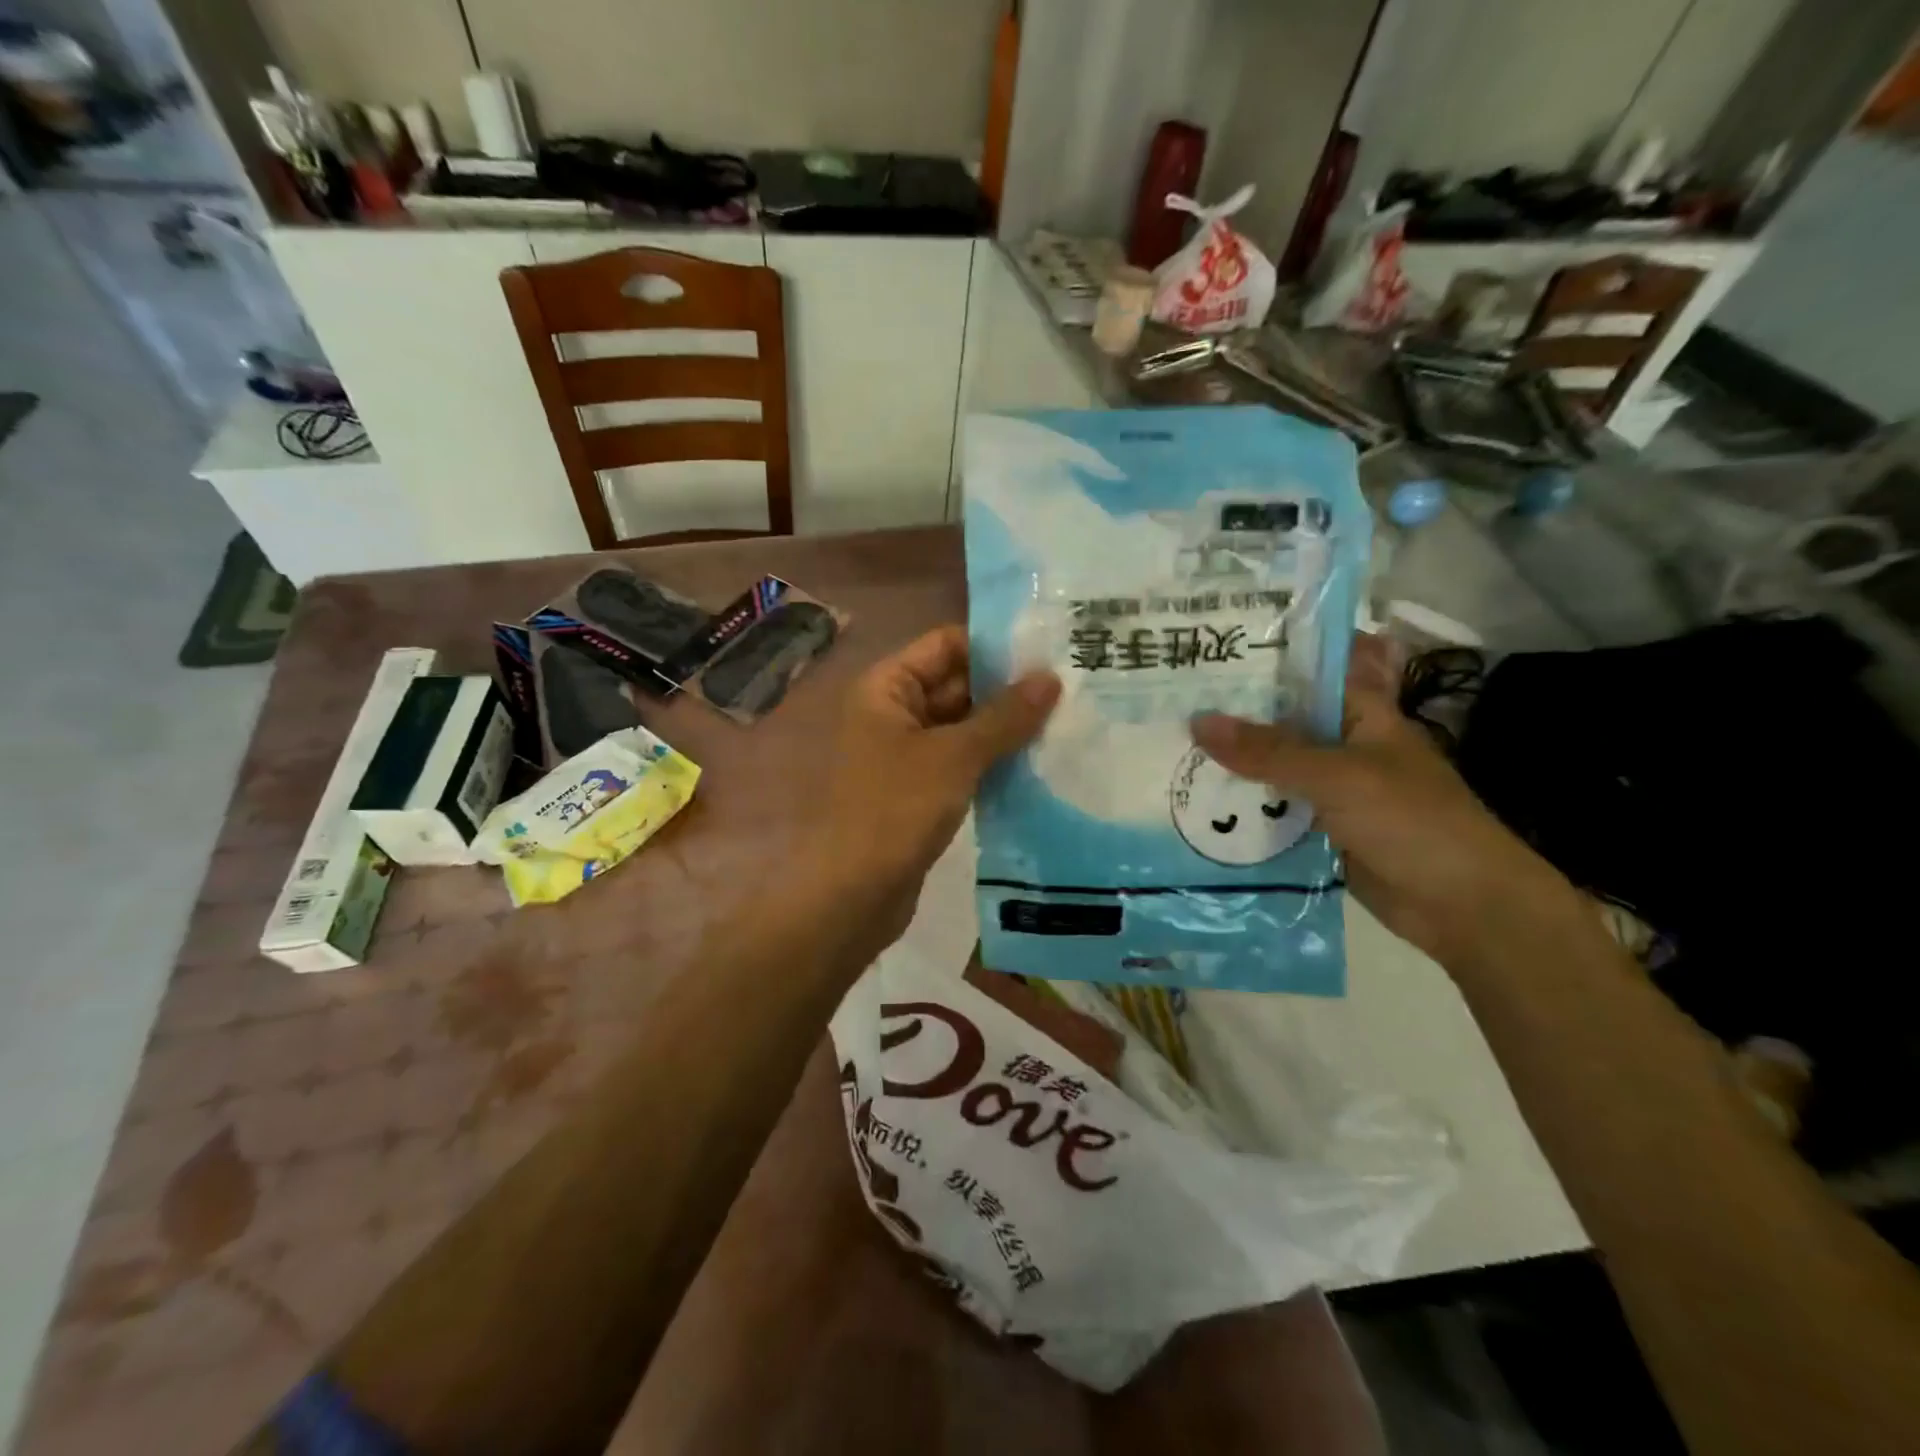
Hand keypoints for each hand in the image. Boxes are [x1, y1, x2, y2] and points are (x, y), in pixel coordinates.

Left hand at [810, 626, 1058, 951]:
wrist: (852, 895)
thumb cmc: (896, 810)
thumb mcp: (955, 756)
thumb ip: (1005, 716)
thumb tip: (1051, 677)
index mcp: (886, 687)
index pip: (945, 644)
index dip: (994, 646)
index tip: (1049, 651)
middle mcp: (892, 712)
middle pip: (956, 684)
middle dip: (1007, 689)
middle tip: (1071, 688)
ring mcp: (905, 754)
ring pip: (962, 727)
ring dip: (1004, 728)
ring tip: (1065, 722)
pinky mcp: (919, 791)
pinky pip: (961, 762)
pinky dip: (992, 761)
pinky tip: (1038, 763)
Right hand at [1191, 635, 1577, 963]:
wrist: (1464, 906)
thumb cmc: (1412, 821)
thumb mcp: (1337, 776)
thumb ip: (1269, 751)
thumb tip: (1198, 721)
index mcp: (1360, 712)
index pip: (1310, 667)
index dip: (1267, 652)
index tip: (1212, 643)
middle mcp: (1342, 743)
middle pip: (1280, 718)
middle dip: (1231, 711)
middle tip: (1166, 697)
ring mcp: (1330, 788)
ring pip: (1271, 766)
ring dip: (1230, 762)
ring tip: (1165, 746)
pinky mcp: (1320, 829)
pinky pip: (1272, 809)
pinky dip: (1241, 806)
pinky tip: (1193, 802)